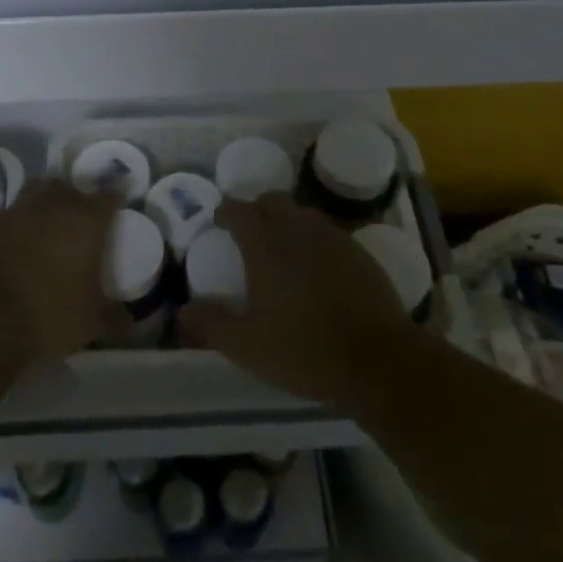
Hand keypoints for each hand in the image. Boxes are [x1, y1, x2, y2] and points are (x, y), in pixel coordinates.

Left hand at [0, 180, 121, 363]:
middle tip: (84, 216)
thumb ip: (114, 317)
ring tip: (52, 222)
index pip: (108, 197)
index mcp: (87, 219)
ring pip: (39, 191)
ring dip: (48, 201)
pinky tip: (25, 241)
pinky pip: (15, 213)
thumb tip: (129, 323)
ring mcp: (20, 210)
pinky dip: (23, 221)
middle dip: (79, 197)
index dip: (116, 199)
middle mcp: (55, 204)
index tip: (120, 204)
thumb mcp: (91, 322)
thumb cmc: (51, 311)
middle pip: (71, 188)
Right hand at [177, 195, 407, 407]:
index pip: (239, 210)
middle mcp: (298, 229)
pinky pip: (328, 233)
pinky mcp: (359, 252)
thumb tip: (182, 310)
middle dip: (257, 210)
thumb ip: (212, 324)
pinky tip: (316, 270)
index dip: (225, 212)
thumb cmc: (305, 350)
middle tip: (249, 234)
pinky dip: (314, 241)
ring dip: (287, 222)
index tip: (218, 223)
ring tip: (281, 250)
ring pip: (302, 214)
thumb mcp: (248, 346)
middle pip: (272, 201)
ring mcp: (332, 237)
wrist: (379, 361)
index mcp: (266, 243)